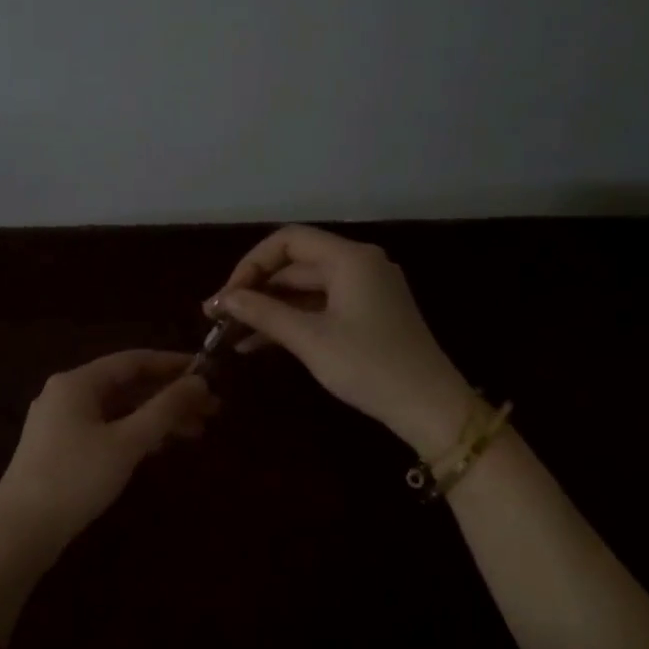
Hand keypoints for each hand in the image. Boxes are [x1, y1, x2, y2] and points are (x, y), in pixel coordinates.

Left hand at [0, 349, 219, 554]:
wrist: (19, 531)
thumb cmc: (75, 479)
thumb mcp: (127, 442)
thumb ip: (165, 409)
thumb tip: (200, 380)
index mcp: (78, 382)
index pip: (133, 361)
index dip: (173, 365)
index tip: (208, 373)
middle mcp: (66, 393)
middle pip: (127, 385)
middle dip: (169, 396)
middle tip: (210, 410)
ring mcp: (60, 421)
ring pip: (118, 409)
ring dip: (155, 417)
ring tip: (195, 432)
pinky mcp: (59, 448)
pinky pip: (106, 428)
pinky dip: (134, 433)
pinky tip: (159, 448)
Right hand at [207, 225, 473, 453]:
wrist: (430, 407)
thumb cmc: (369, 366)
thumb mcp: (311, 339)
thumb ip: (264, 313)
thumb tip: (225, 299)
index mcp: (350, 258)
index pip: (288, 241)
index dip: (251, 263)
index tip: (227, 296)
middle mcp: (359, 264)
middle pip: (295, 264)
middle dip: (256, 290)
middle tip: (219, 318)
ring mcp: (365, 290)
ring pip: (305, 289)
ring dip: (270, 309)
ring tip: (231, 335)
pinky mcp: (367, 315)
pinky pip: (320, 307)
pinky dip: (292, 321)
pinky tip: (259, 344)